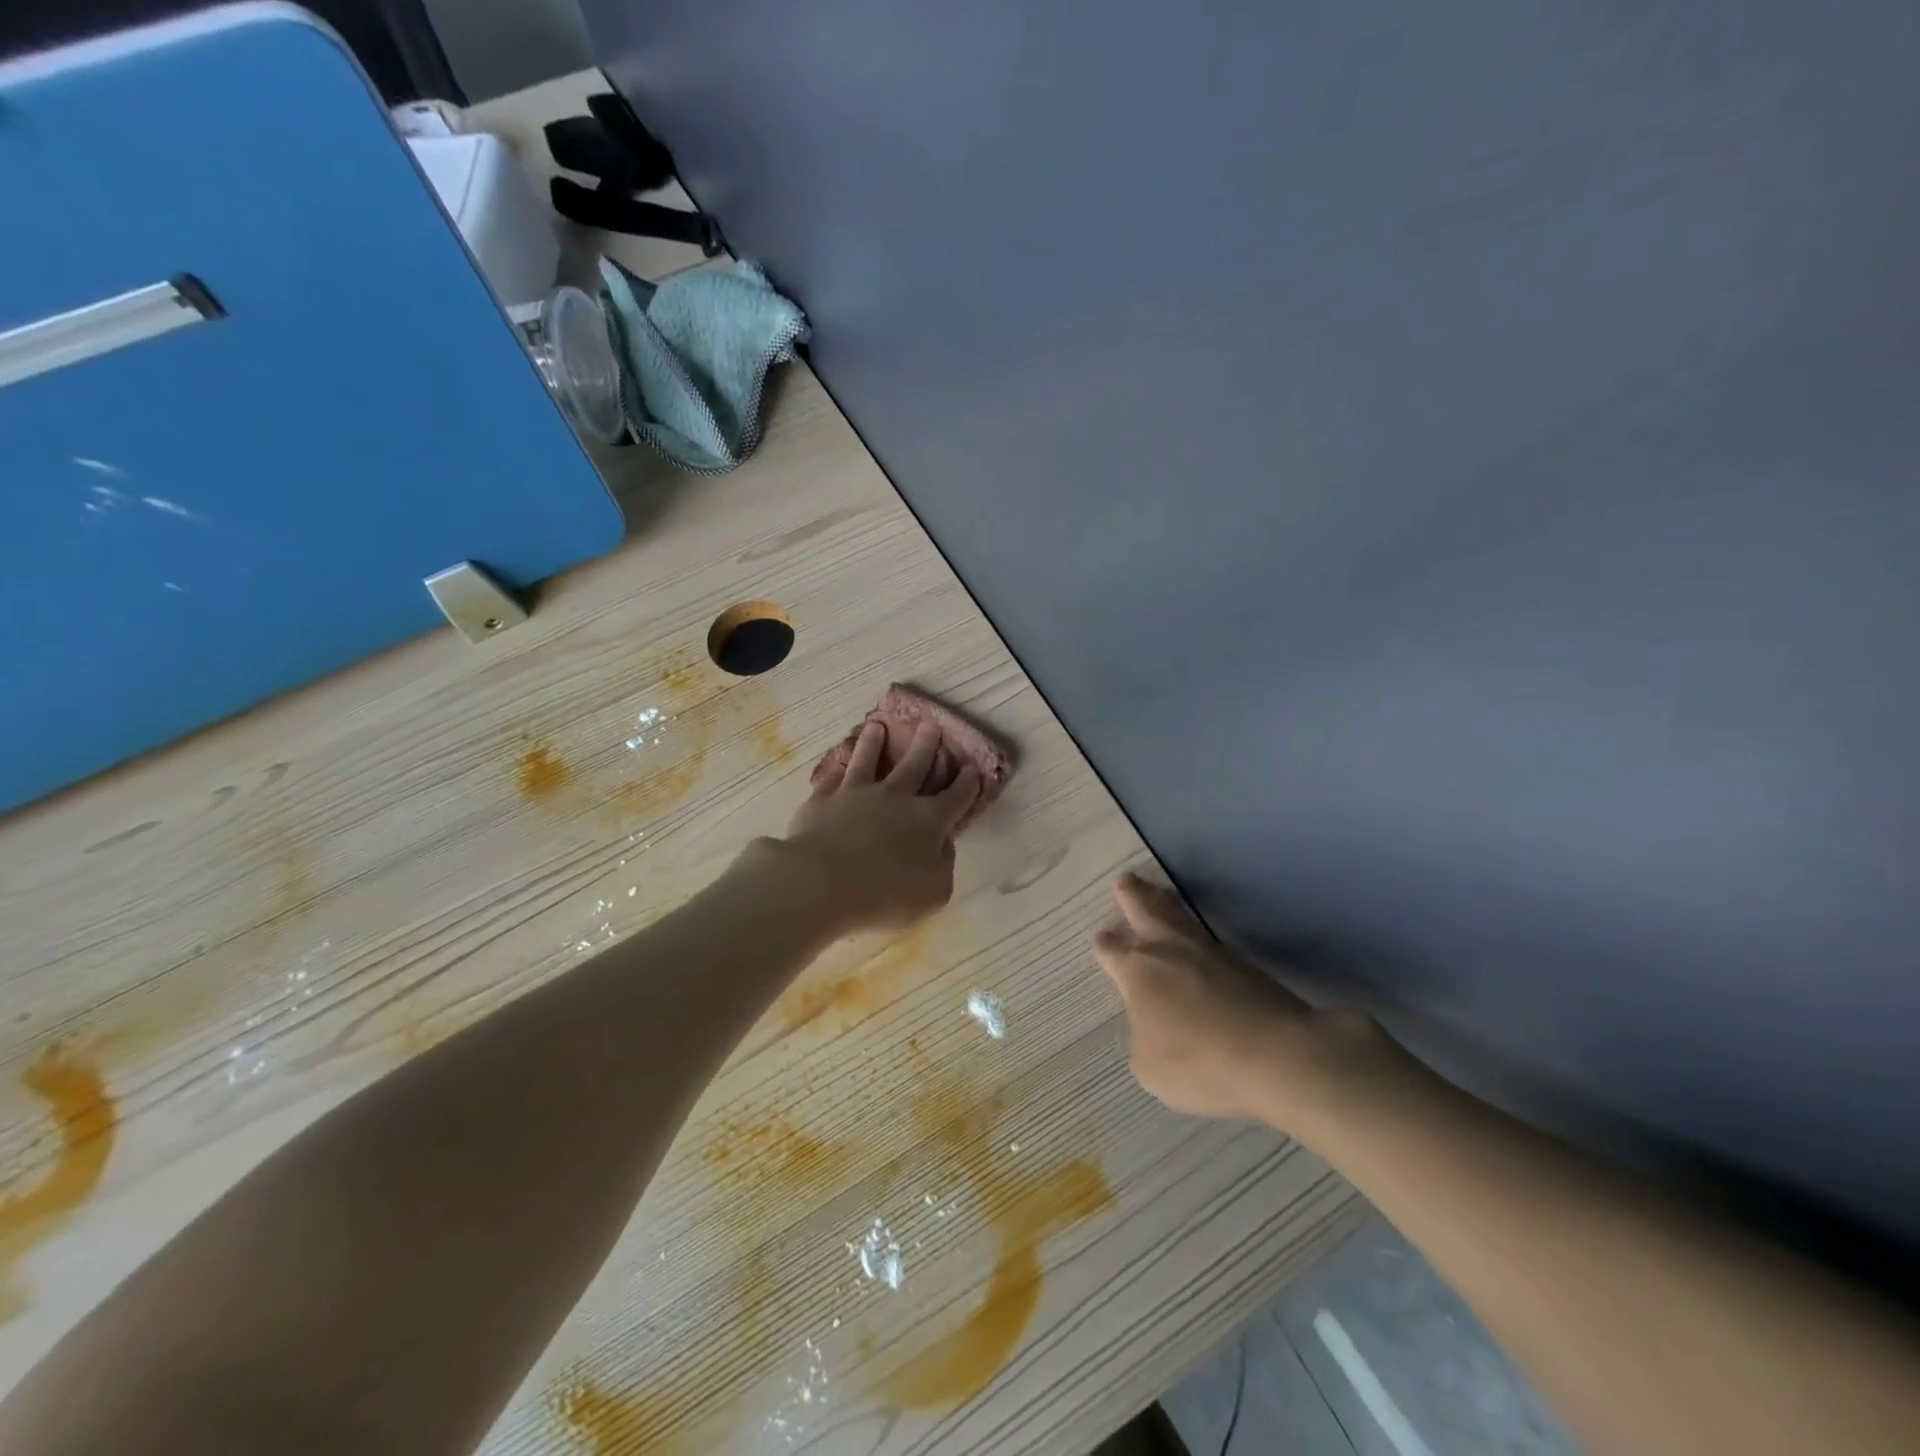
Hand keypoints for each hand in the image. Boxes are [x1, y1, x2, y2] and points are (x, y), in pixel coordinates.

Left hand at [781, 721, 981, 933]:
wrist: (821, 883)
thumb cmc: (885, 895)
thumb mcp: (934, 892)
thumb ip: (944, 866)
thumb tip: (942, 843)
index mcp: (928, 820)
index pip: (955, 797)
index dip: (967, 783)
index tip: (973, 768)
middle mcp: (895, 798)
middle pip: (915, 765)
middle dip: (927, 746)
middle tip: (931, 726)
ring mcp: (856, 794)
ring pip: (868, 760)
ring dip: (875, 743)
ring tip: (877, 726)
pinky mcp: (822, 800)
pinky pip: (832, 779)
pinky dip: (836, 770)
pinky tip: (837, 764)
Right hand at [1093, 873, 1397, 1131]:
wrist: (1277, 1055)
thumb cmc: (1200, 1063)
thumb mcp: (1150, 1066)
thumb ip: (1142, 1037)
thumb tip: (1152, 1023)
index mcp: (1137, 972)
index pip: (1112, 950)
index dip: (1105, 945)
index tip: (1101, 938)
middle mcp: (1167, 950)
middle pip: (1145, 911)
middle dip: (1133, 896)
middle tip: (1126, 881)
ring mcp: (1207, 952)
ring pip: (1179, 916)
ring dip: (1164, 902)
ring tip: (1160, 893)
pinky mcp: (1241, 962)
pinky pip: (1206, 936)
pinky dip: (1193, 928)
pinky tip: (1194, 934)